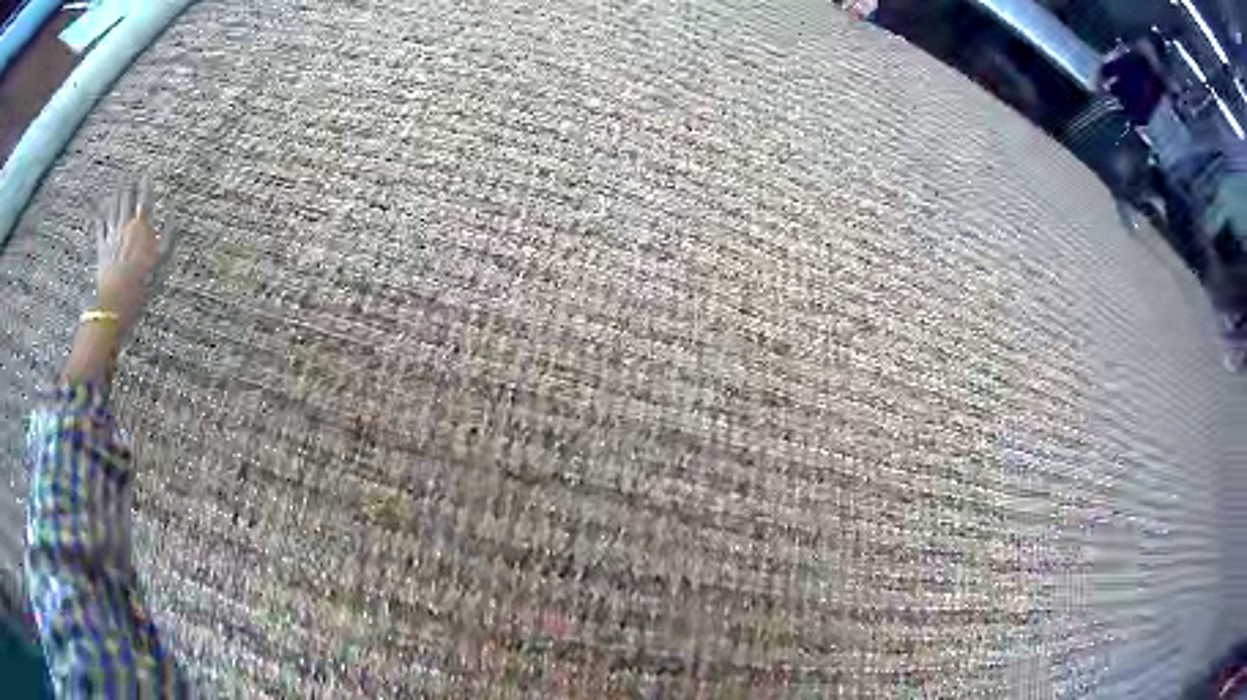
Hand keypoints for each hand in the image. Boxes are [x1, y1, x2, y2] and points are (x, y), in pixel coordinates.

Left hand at [93, 178, 174, 335]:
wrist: (116, 303)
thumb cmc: (141, 285)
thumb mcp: (161, 264)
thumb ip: (169, 238)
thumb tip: (172, 219)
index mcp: (141, 227)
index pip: (144, 199)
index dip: (145, 185)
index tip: (146, 175)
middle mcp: (125, 226)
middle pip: (126, 199)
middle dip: (129, 186)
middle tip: (130, 177)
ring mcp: (112, 237)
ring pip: (113, 209)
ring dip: (115, 195)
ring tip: (118, 186)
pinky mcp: (102, 250)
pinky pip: (100, 228)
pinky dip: (101, 216)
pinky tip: (101, 210)